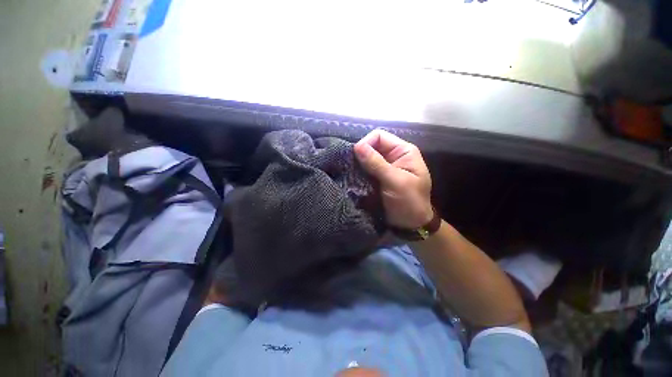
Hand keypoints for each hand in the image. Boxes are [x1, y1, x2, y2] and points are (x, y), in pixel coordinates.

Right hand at [354, 130, 432, 228]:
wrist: (411, 224)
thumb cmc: (409, 201)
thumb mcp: (395, 181)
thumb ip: (377, 163)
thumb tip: (357, 146)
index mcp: (403, 151)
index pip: (379, 136)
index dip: (366, 143)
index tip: (356, 157)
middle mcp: (392, 156)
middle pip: (371, 146)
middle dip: (360, 155)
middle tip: (351, 168)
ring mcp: (383, 167)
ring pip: (365, 159)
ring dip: (357, 165)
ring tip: (350, 173)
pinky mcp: (376, 178)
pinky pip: (363, 170)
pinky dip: (358, 173)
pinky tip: (353, 178)